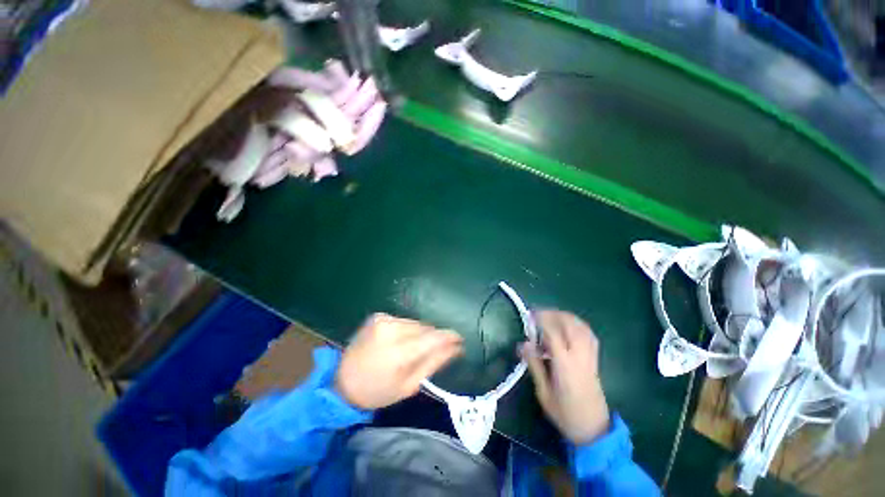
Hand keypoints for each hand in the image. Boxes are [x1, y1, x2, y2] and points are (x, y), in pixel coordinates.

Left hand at [335, 313, 463, 409]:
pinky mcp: (378, 316)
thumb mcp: (409, 385)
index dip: (448, 337)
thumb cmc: (377, 391)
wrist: (342, 382)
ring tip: (414, 347)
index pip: (432, 338)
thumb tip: (456, 348)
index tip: (460, 338)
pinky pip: (403, 321)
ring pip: (415, 323)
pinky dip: (407, 329)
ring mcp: (382, 320)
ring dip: (420, 333)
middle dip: (433, 337)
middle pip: (424, 328)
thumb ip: (433, 363)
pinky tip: (400, 341)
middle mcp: (390, 329)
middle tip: (435, 349)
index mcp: (398, 352)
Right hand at [520, 310, 609, 444]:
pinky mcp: (595, 359)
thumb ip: (534, 365)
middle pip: (569, 324)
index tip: (529, 315)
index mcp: (565, 365)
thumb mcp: (543, 393)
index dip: (541, 320)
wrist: (594, 429)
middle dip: (552, 314)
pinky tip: (567, 325)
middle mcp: (580, 356)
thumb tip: (523, 343)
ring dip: (564, 316)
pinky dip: (577, 324)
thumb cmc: (565, 413)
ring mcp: (590, 356)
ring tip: (549, 316)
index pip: (553, 333)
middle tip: (537, 314)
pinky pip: (588, 334)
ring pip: (580, 326)